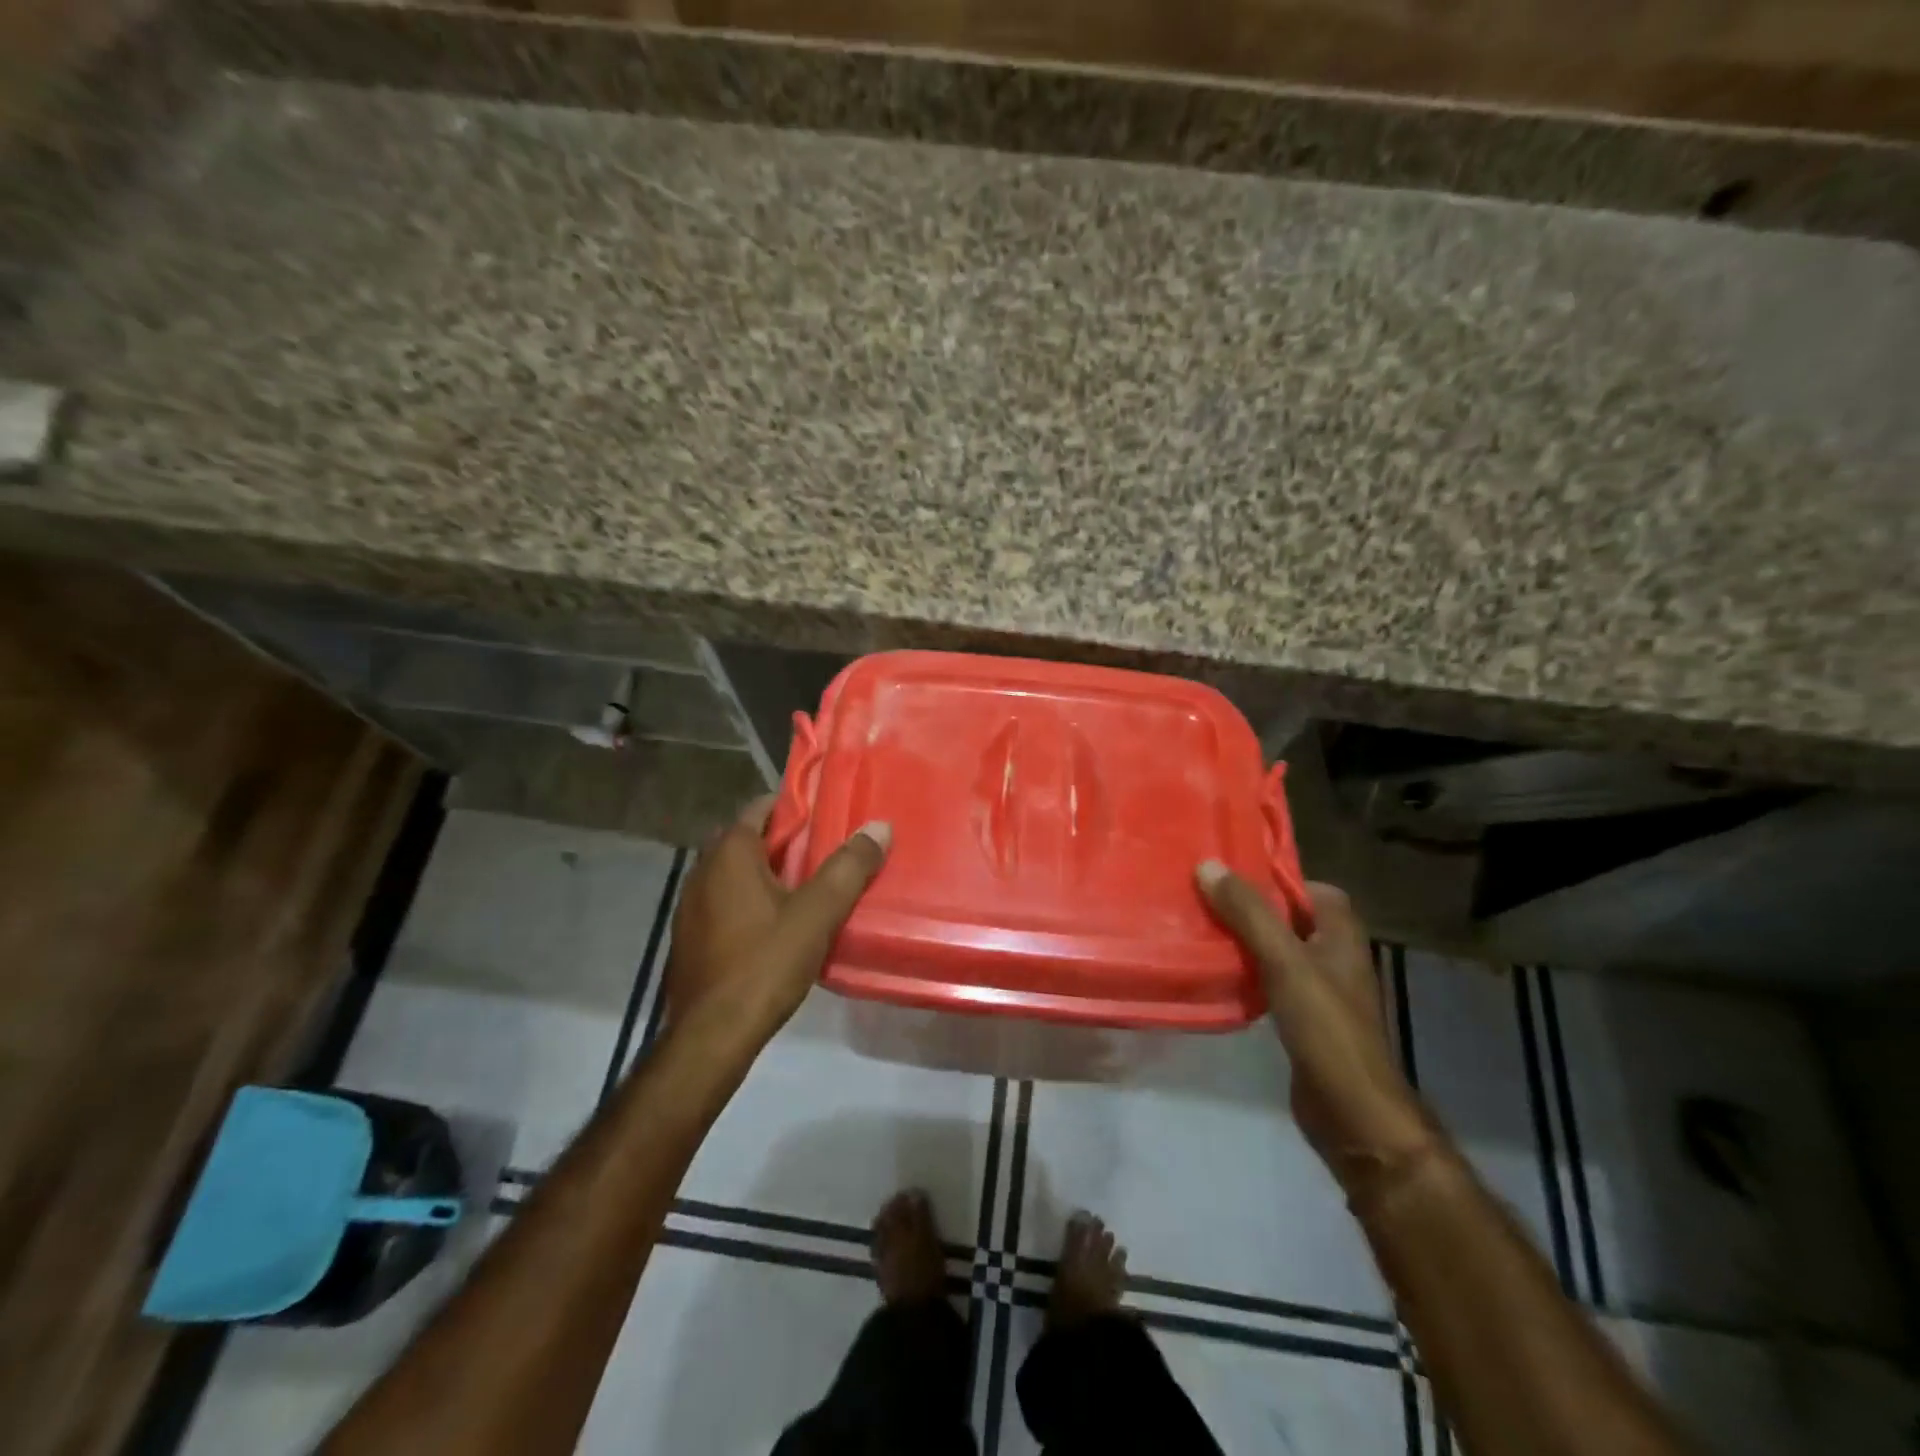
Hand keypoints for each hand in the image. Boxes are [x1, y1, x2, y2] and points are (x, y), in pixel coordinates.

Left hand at [666, 797, 889, 1036]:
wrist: (711, 1036)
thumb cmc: (764, 963)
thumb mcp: (817, 914)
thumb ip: (849, 868)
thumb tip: (879, 827)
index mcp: (730, 854)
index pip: (762, 807)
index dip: (797, 807)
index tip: (829, 814)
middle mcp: (703, 870)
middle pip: (750, 840)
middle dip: (788, 843)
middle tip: (828, 852)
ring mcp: (691, 906)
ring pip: (737, 874)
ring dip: (770, 874)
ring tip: (811, 888)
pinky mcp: (690, 937)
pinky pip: (726, 902)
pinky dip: (751, 901)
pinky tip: (779, 926)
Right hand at [1196, 864, 1435, 1192]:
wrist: (1350, 1113)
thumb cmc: (1326, 1028)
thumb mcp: (1285, 961)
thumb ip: (1249, 913)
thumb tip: (1209, 866)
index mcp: (1342, 936)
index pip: (1314, 889)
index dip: (1278, 879)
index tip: (1233, 876)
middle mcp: (1335, 958)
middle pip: (1291, 918)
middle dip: (1252, 908)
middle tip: (1206, 898)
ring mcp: (1320, 992)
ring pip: (1278, 951)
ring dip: (1245, 940)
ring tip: (1201, 930)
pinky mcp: (1303, 1020)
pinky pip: (1270, 982)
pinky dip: (1247, 974)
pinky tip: (1218, 975)